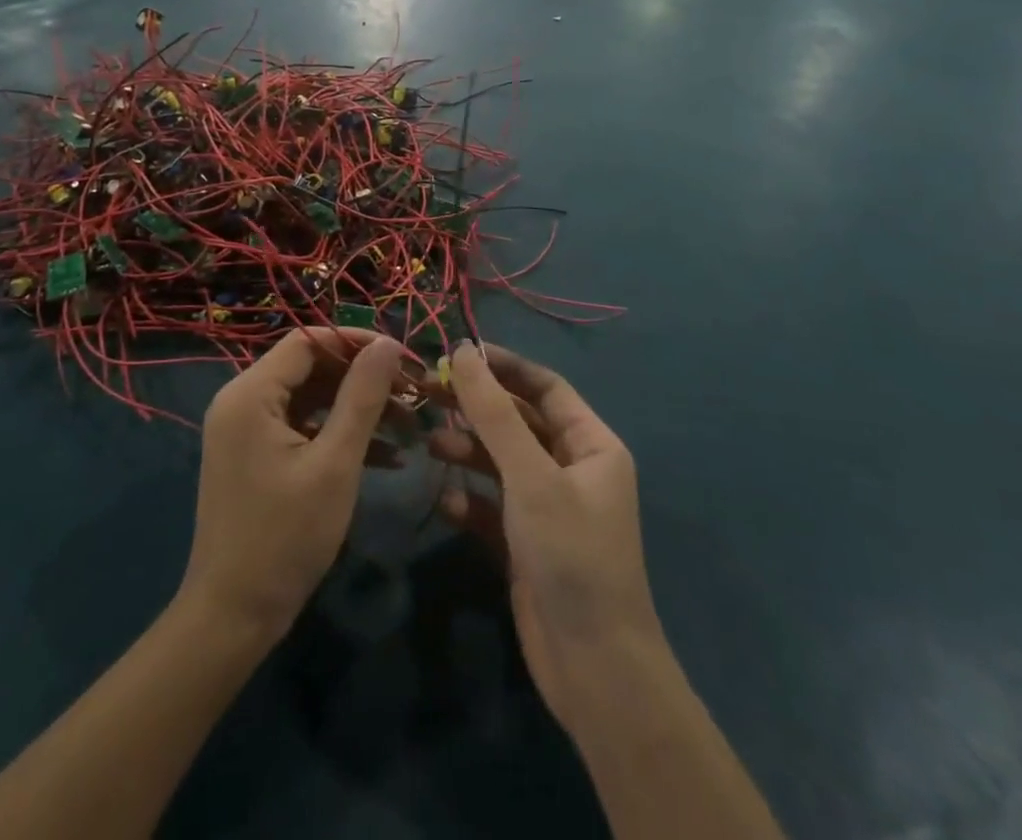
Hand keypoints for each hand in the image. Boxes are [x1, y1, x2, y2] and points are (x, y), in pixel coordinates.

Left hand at [180, 327, 406, 642]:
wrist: (233, 617)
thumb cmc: (285, 537)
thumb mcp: (334, 463)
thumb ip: (362, 397)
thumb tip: (388, 344)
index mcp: (250, 393)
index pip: (307, 341)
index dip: (355, 342)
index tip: (402, 357)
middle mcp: (242, 401)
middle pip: (310, 368)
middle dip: (363, 379)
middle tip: (412, 394)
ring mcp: (247, 431)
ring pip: (311, 399)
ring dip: (357, 409)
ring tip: (409, 425)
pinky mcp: (257, 456)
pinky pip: (303, 428)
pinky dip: (339, 436)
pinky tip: (388, 457)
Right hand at [431, 343, 662, 723]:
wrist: (594, 670)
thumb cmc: (571, 555)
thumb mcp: (530, 476)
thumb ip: (494, 413)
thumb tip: (465, 350)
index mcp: (591, 445)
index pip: (545, 387)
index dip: (503, 366)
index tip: (457, 352)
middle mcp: (572, 469)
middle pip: (518, 421)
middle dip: (476, 408)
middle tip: (427, 392)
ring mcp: (549, 508)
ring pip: (501, 462)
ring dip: (468, 451)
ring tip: (430, 445)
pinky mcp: (526, 543)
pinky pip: (493, 506)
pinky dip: (470, 500)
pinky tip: (447, 504)